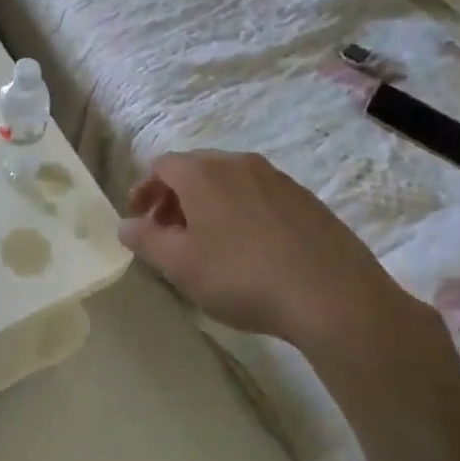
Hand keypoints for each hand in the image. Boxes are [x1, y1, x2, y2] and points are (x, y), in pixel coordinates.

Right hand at [118, 151, 437, 365]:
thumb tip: (126, 224)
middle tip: (168, 233)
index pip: (162, 166)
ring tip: (208, 244)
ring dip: (209, 205)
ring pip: (229, 182)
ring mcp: (278, 179)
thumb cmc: (242, 277)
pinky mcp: (307, 200)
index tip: (139, 220)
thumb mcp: (180, 265)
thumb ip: (146, 240)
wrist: (333, 296)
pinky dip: (241, 212)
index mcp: (203, 173)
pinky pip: (259, 196)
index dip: (145, 191)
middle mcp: (239, 164)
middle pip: (196, 170)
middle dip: (175, 198)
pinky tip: (250, 250)